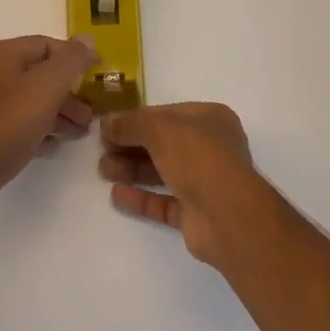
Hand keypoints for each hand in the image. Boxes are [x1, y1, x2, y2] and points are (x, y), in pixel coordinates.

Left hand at [0, 36, 97, 202]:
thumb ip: (71, 60)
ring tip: (77, 133)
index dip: (75, 58)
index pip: (47, 44)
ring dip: (56, 112)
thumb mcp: (47, 87)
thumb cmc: (8, 124)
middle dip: (68, 93)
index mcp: (1, 53)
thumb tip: (87, 38)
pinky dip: (36, 127)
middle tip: (89, 116)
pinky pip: (14, 119)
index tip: (97, 76)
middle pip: (38, 73)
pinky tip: (50, 145)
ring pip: (27, 98)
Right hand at [99, 103, 272, 266]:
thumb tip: (106, 123)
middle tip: (101, 150)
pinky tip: (117, 194)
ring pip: (162, 172)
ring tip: (103, 170)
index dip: (135, 119)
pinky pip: (163, 201)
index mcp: (209, 119)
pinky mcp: (196, 214)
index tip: (108, 126)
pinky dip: (141, 197)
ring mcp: (205, 182)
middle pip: (162, 143)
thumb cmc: (198, 157)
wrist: (228, 216)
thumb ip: (130, 124)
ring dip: (132, 169)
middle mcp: (210, 148)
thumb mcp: (159, 128)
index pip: (166, 114)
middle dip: (130, 145)